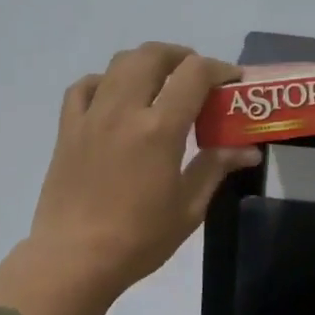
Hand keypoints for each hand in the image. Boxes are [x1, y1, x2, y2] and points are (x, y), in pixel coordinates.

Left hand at [30, 43, 258, 291]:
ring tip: (160, 82)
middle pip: (152, 56)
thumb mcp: (188, 208)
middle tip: (197, 75)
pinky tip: (114, 98)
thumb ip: (215, 168)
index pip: (194, 74)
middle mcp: (124, 110)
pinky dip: (104, 81)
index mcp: (159, 129)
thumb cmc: (139, 239)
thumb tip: (248, 150)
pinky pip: (84, 87)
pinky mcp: (67, 129)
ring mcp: (91, 116)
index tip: (232, 81)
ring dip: (145, 63)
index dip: (219, 69)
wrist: (74, 258)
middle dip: (181, 56)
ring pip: (118, 64)